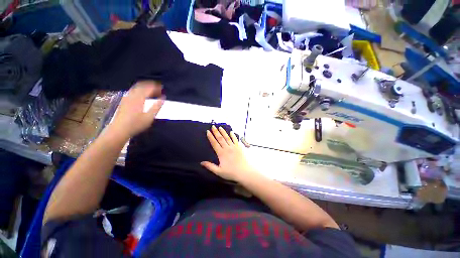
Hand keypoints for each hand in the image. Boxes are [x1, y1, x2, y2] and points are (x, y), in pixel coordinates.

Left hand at [109, 81, 164, 138]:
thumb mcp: (149, 117)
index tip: (162, 87)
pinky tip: (141, 94)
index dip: (156, 87)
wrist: (119, 129)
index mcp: (139, 99)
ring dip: (144, 86)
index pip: (148, 88)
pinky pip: (132, 91)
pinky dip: (138, 89)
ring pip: (136, 87)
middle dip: (150, 85)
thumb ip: (157, 106)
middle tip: (158, 87)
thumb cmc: (136, 124)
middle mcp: (132, 96)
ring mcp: (126, 98)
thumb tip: (163, 98)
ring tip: (151, 89)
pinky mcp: (123, 101)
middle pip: (141, 86)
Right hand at [201, 125, 254, 181]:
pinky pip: (235, 139)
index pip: (214, 143)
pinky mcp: (239, 147)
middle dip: (216, 132)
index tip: (208, 131)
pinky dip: (233, 135)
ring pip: (227, 137)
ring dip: (223, 132)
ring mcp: (234, 147)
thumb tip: (201, 162)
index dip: (210, 137)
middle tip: (213, 126)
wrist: (244, 172)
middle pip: (220, 138)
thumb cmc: (231, 172)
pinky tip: (231, 132)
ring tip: (220, 127)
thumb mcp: (219, 171)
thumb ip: (210, 166)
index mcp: (221, 153)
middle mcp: (227, 148)